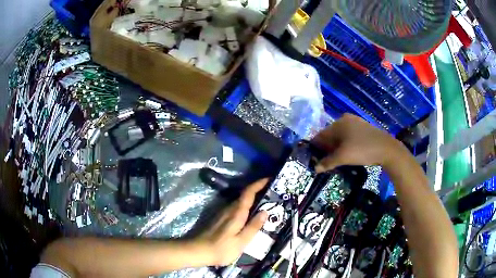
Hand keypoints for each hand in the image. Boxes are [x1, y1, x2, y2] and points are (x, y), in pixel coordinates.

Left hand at [195, 179, 268, 265]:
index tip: (269, 178)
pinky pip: (235, 208)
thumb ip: (253, 226)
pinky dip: (244, 207)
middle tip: (272, 193)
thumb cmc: (221, 248)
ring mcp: (222, 213)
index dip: (259, 183)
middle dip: (258, 190)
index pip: (249, 192)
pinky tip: (249, 214)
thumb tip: (265, 211)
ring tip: (264, 202)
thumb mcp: (241, 241)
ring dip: (251, 199)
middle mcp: (229, 209)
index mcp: (236, 213)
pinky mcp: (218, 218)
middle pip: (244, 195)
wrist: (197, 250)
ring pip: (239, 201)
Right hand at [312, 113, 404, 171]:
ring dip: (336, 148)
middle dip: (327, 148)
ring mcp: (356, 123)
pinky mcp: (363, 128)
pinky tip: (348, 154)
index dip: (316, 148)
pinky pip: (349, 136)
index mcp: (338, 122)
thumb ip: (327, 162)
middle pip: (330, 135)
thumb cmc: (362, 150)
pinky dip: (345, 145)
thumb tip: (315, 169)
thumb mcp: (343, 157)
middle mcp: (345, 119)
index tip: (315, 159)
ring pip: (340, 136)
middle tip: (326, 162)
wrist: (387, 149)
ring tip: (337, 160)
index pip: (321, 135)